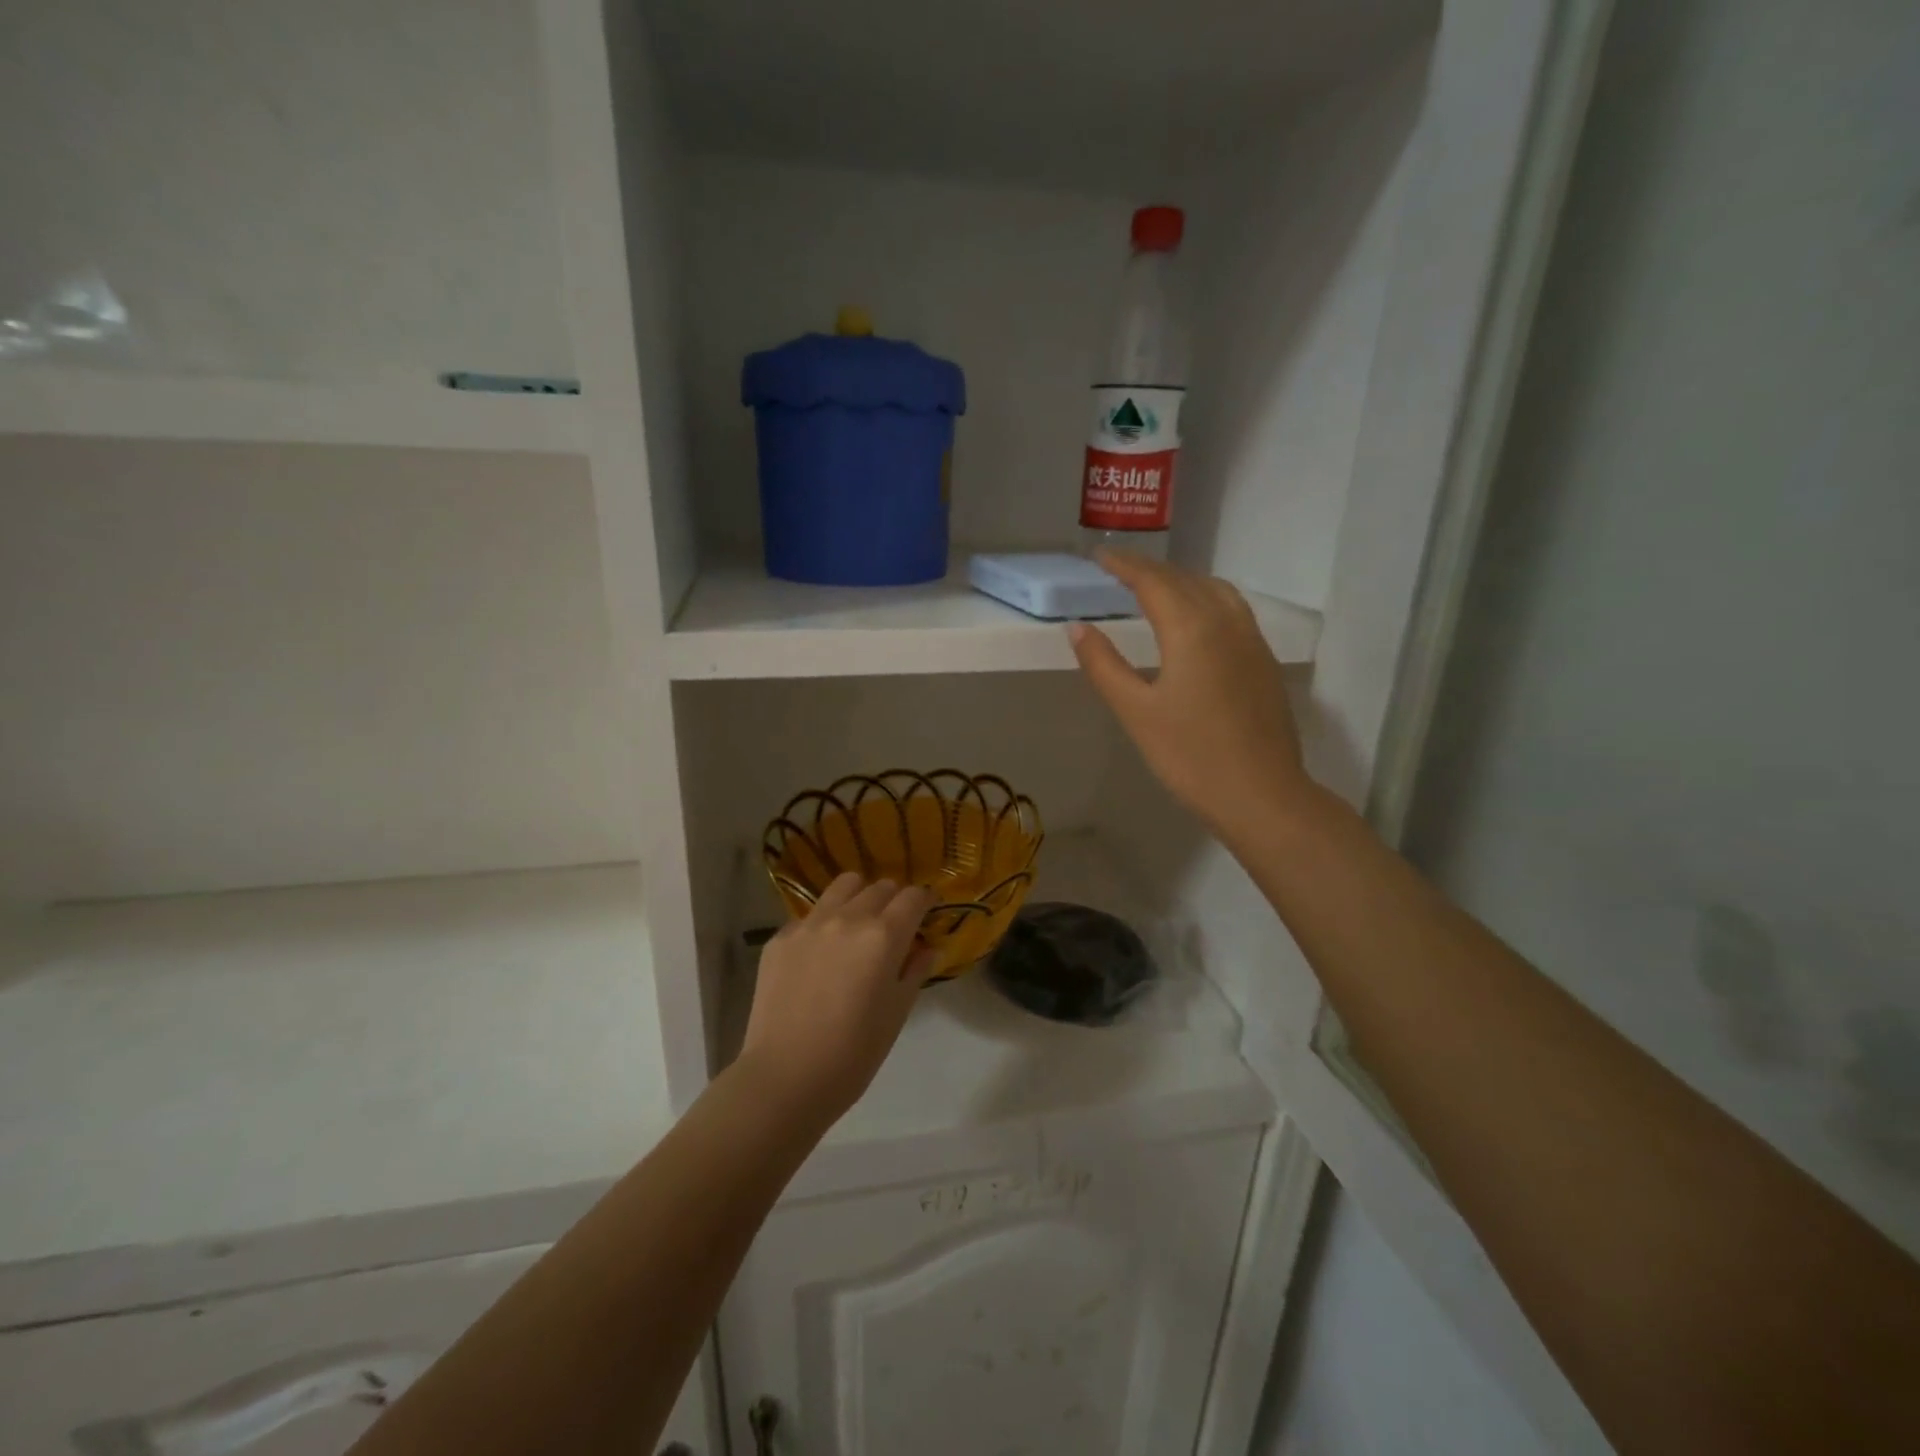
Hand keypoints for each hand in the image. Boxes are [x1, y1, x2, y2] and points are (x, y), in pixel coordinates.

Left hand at [737, 873, 935, 1125]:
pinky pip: (810, 915)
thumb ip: (915, 970)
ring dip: (859, 897)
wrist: (785, 1078)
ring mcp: (809, 924)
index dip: (926, 901)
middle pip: (880, 887)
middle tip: (894, 926)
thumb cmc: (853, 1054)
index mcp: (883, 936)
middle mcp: (847, 918)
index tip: (927, 913)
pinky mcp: (780, 937)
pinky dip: (824, 923)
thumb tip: (926, 947)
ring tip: (858, 924)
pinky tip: (821, 955)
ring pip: (843, 886)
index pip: (914, 897)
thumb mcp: (897, 1013)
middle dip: (894, 900)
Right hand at [1069, 550, 1313, 842]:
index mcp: (1192, 629)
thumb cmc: (1190, 756)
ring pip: (1214, 590)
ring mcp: (1251, 640)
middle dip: (1149, 569)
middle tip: (1118, 568)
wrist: (1262, 794)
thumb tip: (1078, 628)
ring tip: (1155, 586)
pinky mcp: (1263, 661)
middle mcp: (1226, 622)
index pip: (1153, 581)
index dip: (1124, 565)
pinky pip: (1232, 609)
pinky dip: (1205, 597)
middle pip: (1184, 580)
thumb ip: (1104, 665)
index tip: (1099, 556)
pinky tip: (1195, 618)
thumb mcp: (1136, 712)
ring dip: (1181, 580)